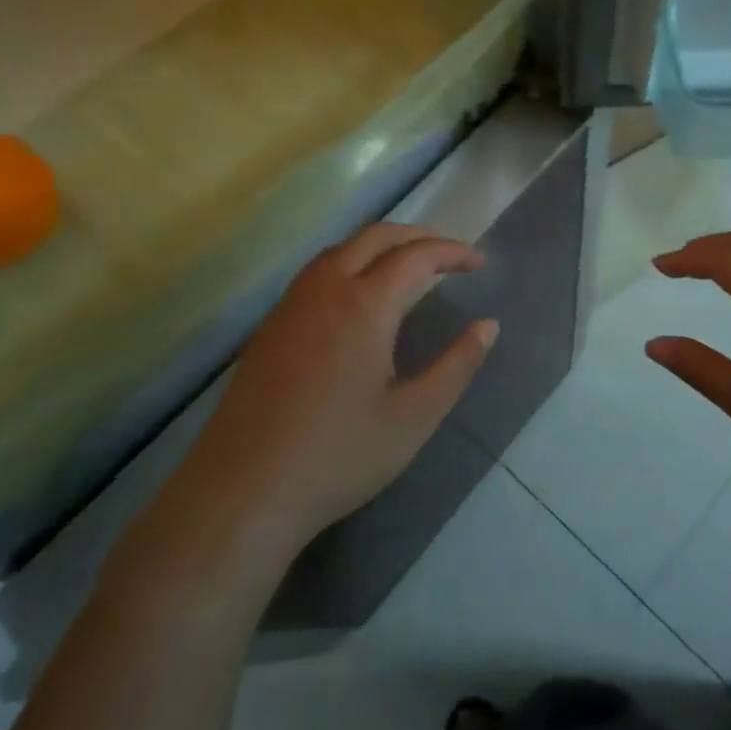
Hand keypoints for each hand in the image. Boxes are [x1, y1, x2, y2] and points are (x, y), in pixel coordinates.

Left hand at [187, 223, 497, 552]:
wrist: (242, 493)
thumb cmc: (338, 456)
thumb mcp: (414, 417)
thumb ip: (457, 366)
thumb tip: (488, 326)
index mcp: (364, 305)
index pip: (417, 256)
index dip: (453, 252)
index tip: (480, 264)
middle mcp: (325, 289)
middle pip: (376, 236)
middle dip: (419, 236)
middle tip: (450, 256)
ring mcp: (291, 305)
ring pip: (341, 249)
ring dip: (382, 245)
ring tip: (410, 268)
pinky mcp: (270, 326)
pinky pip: (318, 271)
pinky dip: (352, 262)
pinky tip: (359, 297)